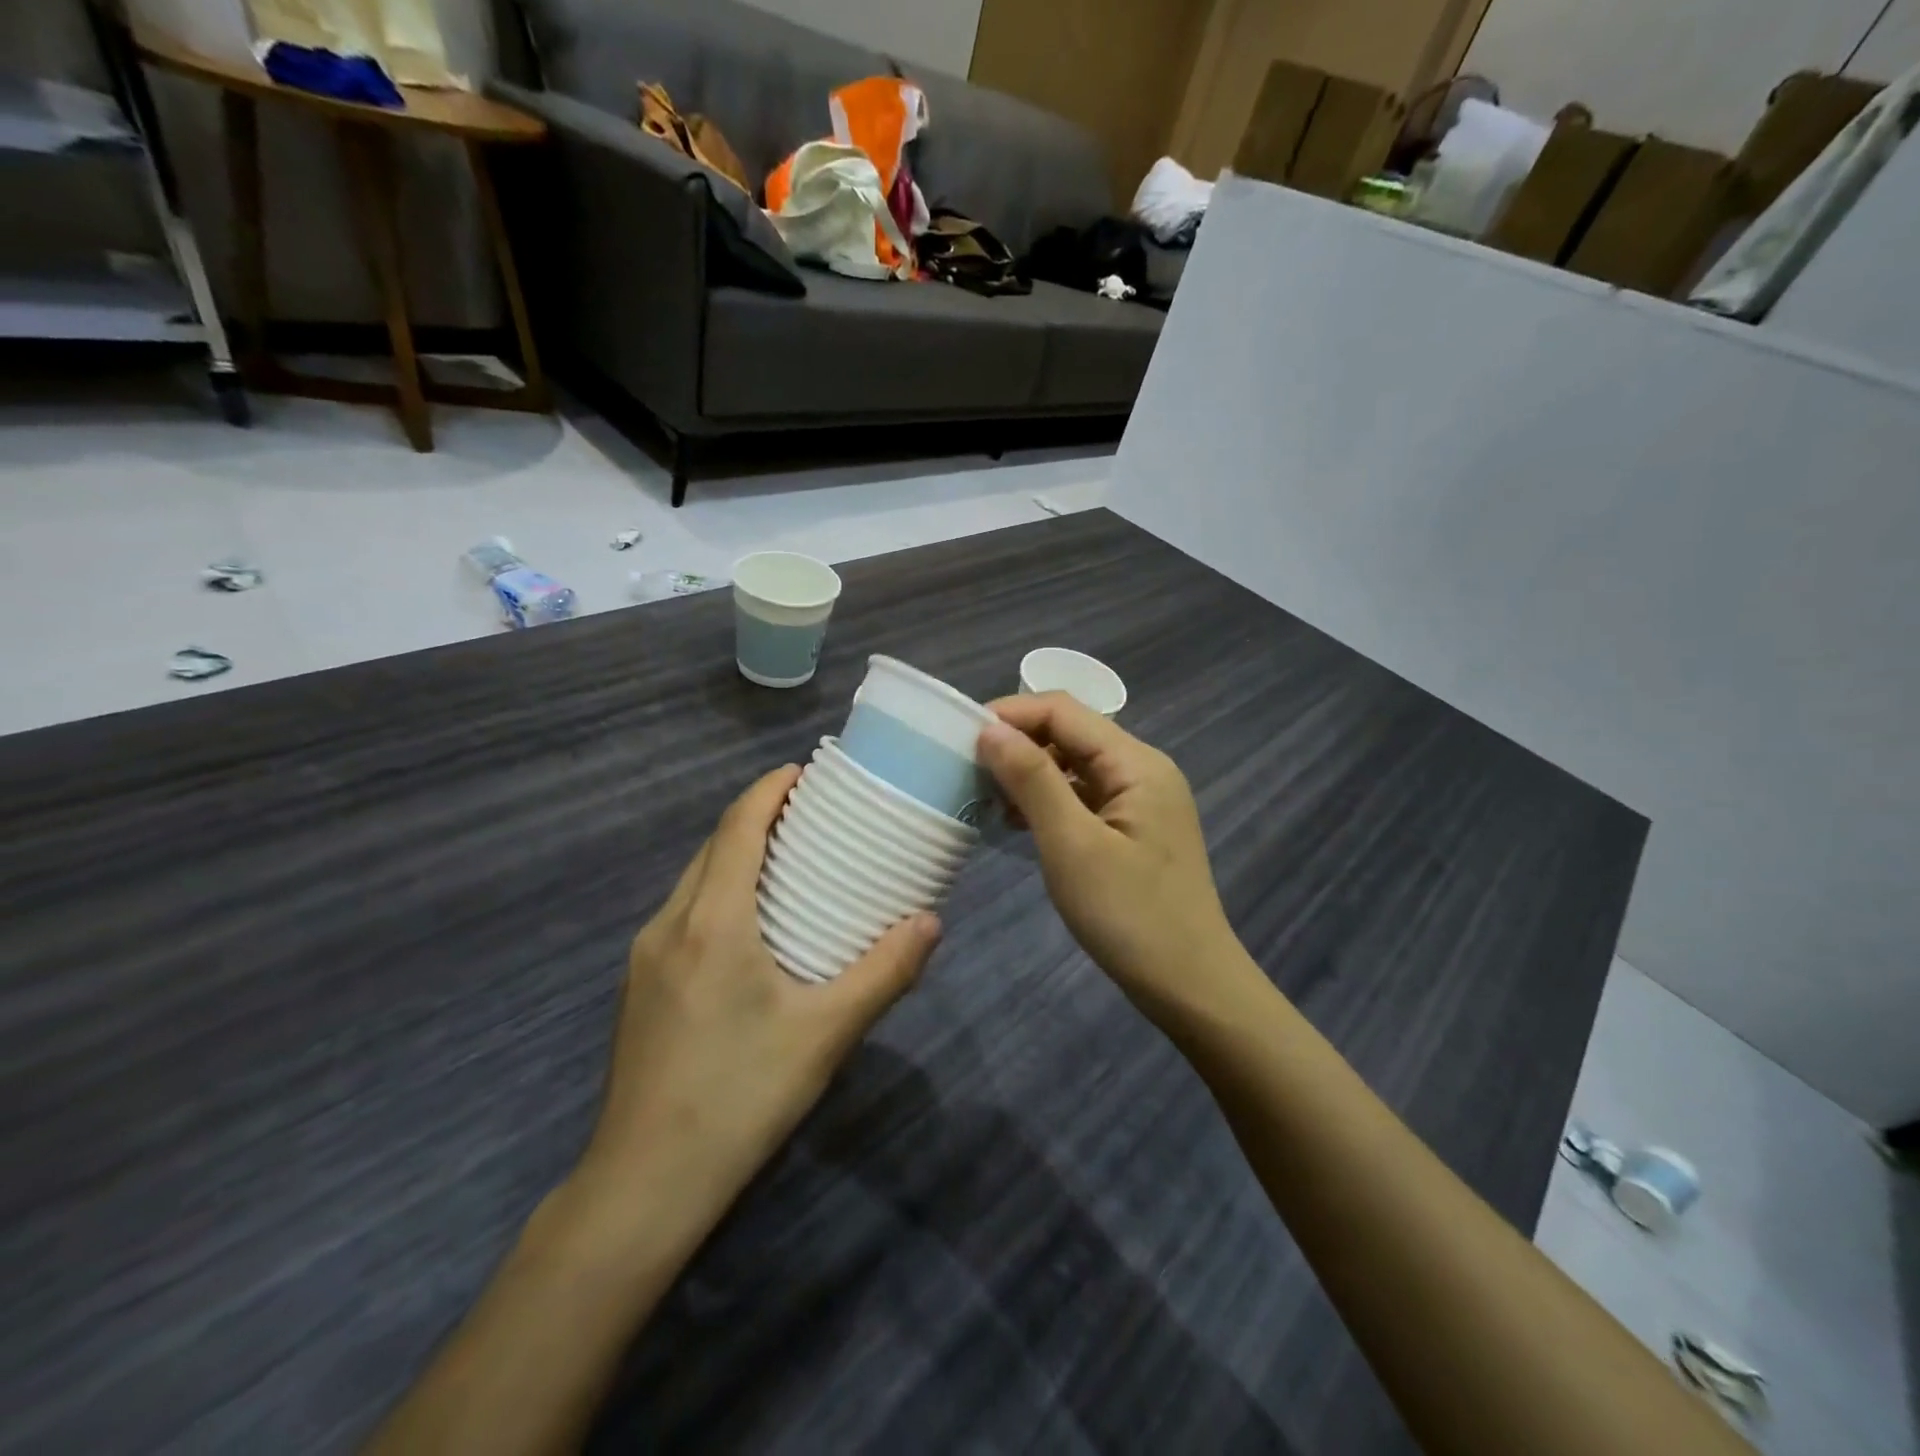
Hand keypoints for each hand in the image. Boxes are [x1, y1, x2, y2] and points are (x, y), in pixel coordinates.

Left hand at [573, 766, 940, 1214]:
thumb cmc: (740, 1096)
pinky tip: (749, 926)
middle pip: (712, 847)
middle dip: (755, 817)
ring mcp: (645, 957)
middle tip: (809, 815)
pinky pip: (683, 913)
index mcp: (711, 922)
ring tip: (786, 861)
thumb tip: (930, 922)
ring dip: (735, 855)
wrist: (644, 1183)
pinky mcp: (640, 987)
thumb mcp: (825, 1034)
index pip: (736, 828)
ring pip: (693, 880)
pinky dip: (718, 892)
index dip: (767, 790)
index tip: (803, 770)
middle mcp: (669, 925)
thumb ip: (883, 973)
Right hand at [978, 696, 1249, 1023]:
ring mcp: (1141, 801)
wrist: (1190, 987)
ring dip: (1030, 772)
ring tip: (984, 795)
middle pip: (1071, 733)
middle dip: (1018, 742)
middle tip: (966, 769)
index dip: (1011, 714)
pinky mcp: (1133, 829)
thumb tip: (990, 729)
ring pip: (1075, 766)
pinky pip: (1083, 797)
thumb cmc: (1129, 916)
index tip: (960, 738)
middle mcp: (1142, 770)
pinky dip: (1048, 801)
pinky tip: (1017, 822)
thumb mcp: (1072, 844)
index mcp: (1136, 763)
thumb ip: (1032, 780)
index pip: (1064, 711)